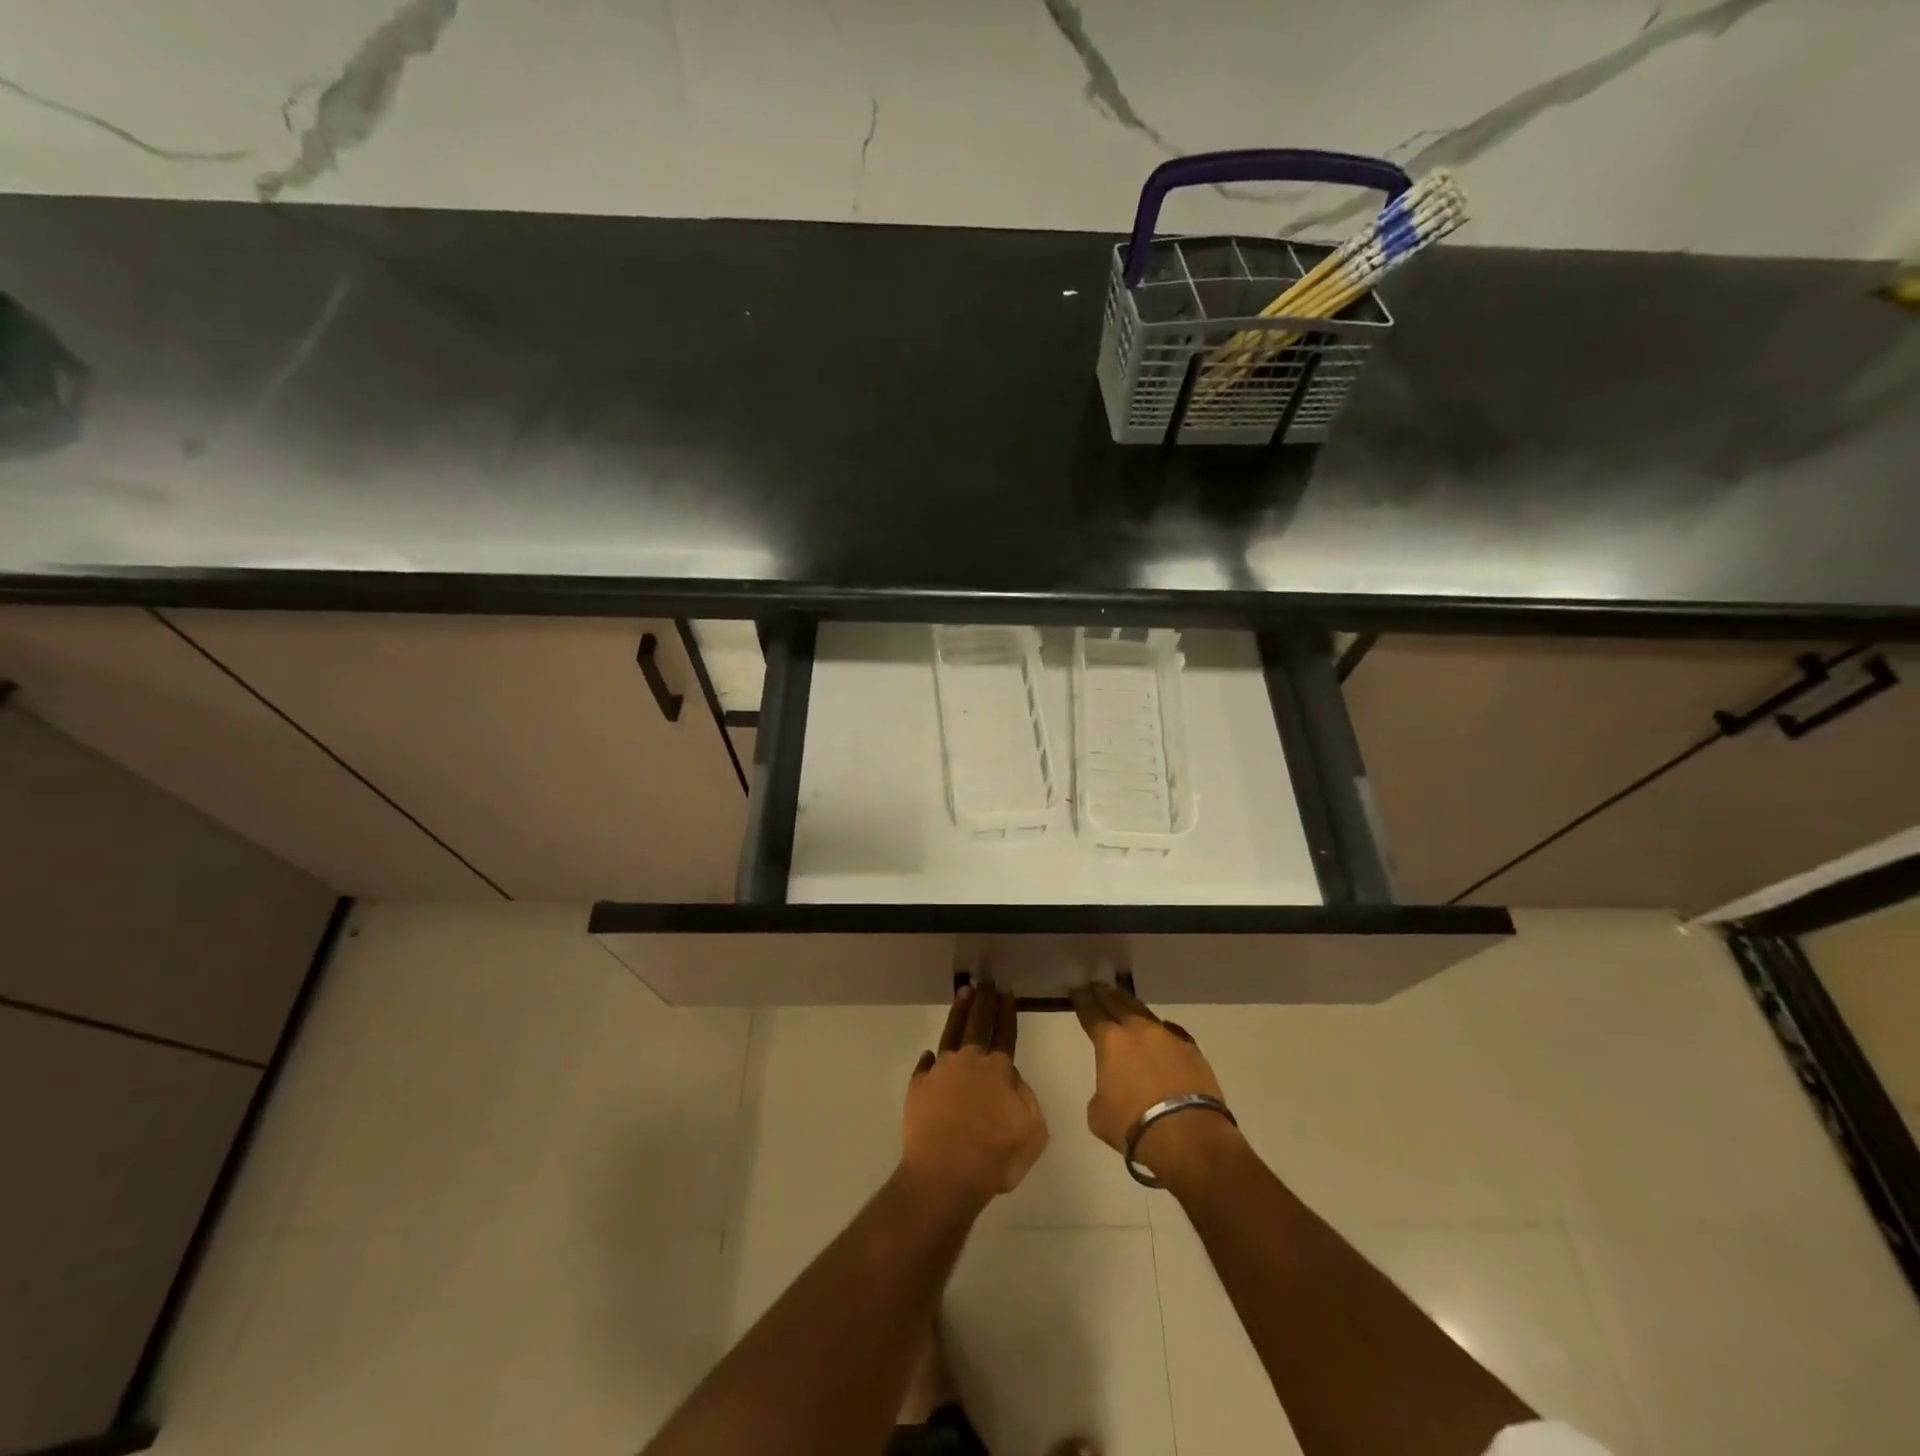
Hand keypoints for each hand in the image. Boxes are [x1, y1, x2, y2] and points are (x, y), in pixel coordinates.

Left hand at [901, 985, 1048, 1210]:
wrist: (944, 1175)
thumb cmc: (994, 1157)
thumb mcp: (1032, 1132)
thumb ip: (1027, 1098)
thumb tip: (1011, 1078)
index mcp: (998, 1069)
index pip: (1005, 1032)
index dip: (1007, 1011)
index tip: (1007, 992)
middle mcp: (968, 1061)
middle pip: (978, 1023)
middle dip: (984, 1001)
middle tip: (986, 982)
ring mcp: (940, 1071)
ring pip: (951, 1033)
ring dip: (959, 1013)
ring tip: (963, 993)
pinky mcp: (918, 1087)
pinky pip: (925, 1066)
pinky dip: (930, 1059)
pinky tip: (931, 1054)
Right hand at [1069, 981, 1239, 1181]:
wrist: (1188, 1134)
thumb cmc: (1134, 1124)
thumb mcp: (1099, 1113)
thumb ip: (1101, 1091)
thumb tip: (1113, 1087)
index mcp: (1110, 1041)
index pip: (1091, 1013)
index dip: (1081, 1000)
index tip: (1076, 990)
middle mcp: (1138, 1030)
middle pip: (1118, 1003)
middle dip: (1105, 994)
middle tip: (1097, 985)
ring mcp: (1167, 1037)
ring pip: (1145, 1013)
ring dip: (1132, 1007)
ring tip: (1125, 1002)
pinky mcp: (1192, 1050)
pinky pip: (1172, 1033)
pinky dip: (1162, 1031)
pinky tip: (1162, 1032)